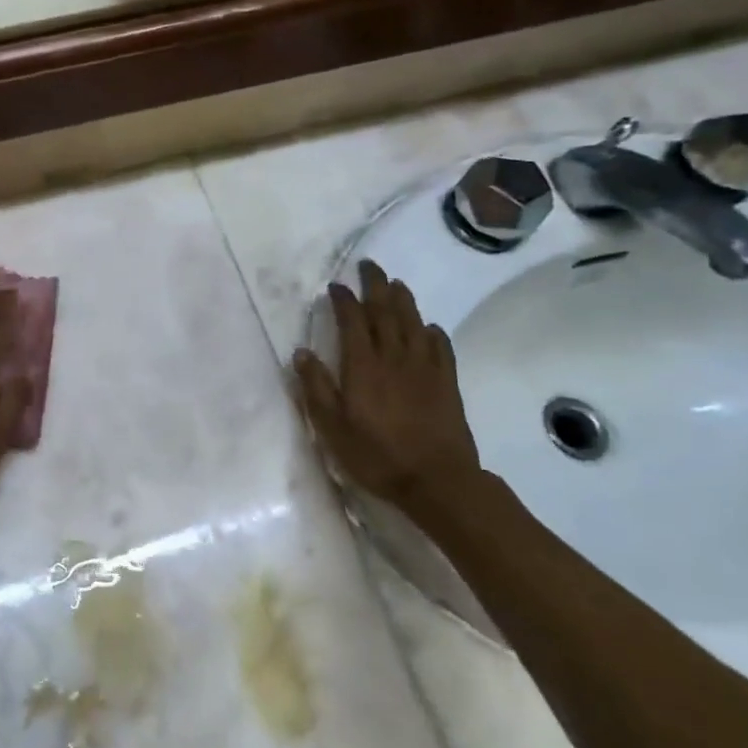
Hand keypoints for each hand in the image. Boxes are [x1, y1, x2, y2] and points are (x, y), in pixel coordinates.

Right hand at [292, 260, 485, 525]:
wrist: (436, 480)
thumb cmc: (376, 454)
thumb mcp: (331, 426)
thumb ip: (315, 387)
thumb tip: (302, 352)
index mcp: (363, 365)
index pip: (352, 321)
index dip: (344, 301)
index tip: (335, 287)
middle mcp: (394, 357)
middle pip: (385, 312)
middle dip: (375, 286)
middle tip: (369, 266)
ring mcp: (424, 368)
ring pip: (413, 323)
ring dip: (403, 300)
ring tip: (395, 284)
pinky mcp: (446, 383)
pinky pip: (440, 347)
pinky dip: (432, 332)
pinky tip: (428, 327)